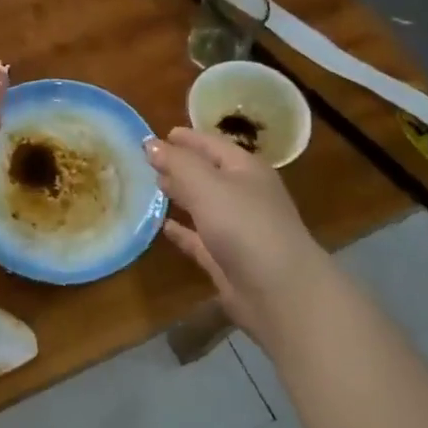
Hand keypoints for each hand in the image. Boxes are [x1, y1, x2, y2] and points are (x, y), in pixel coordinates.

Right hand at [146, 128, 328, 347]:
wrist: (279, 291)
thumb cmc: (244, 225)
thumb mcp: (206, 184)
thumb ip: (177, 162)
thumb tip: (150, 143)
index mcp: (246, 169)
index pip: (212, 145)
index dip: (187, 139)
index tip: (159, 135)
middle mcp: (244, 195)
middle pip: (208, 173)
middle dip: (181, 165)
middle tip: (149, 161)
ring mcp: (237, 229)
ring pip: (203, 205)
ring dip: (180, 195)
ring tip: (153, 187)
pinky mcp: (227, 259)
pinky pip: (199, 238)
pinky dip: (183, 231)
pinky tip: (163, 226)